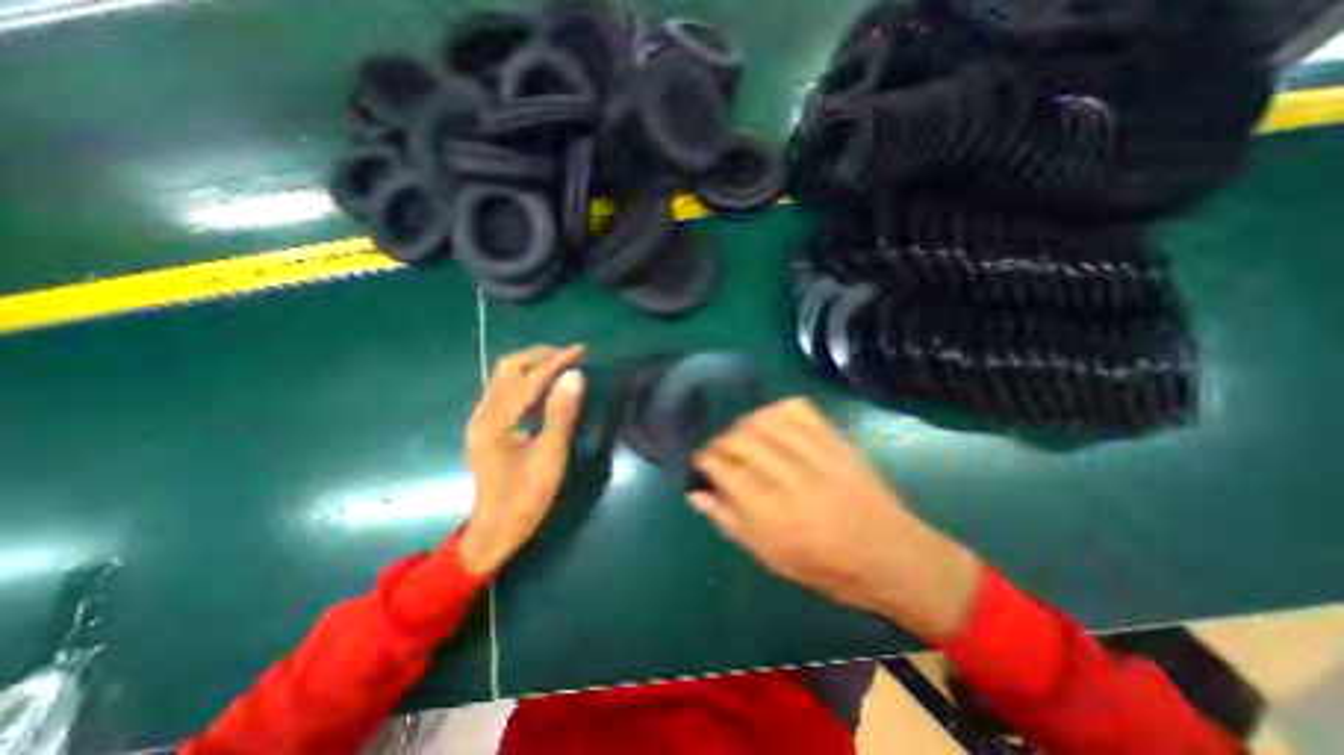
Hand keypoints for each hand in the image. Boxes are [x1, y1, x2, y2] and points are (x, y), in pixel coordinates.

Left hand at [459, 345, 585, 573]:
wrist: (495, 532)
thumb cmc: (524, 497)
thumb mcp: (549, 456)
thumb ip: (561, 414)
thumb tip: (575, 376)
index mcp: (494, 420)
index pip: (529, 378)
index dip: (557, 361)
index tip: (582, 350)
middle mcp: (483, 413)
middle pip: (508, 367)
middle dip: (540, 356)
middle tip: (571, 357)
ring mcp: (483, 419)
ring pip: (505, 377)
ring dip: (534, 366)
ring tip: (562, 366)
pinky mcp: (488, 427)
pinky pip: (507, 391)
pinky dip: (528, 382)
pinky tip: (547, 388)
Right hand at [688, 399, 982, 638]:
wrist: (892, 556)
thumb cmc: (826, 568)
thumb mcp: (771, 558)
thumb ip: (730, 522)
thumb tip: (696, 495)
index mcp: (772, 515)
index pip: (725, 470)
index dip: (706, 459)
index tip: (702, 460)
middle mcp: (791, 480)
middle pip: (742, 440)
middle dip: (722, 440)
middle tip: (720, 450)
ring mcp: (816, 456)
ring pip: (766, 421)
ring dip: (745, 423)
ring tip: (742, 435)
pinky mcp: (836, 442)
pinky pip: (800, 410)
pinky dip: (777, 409)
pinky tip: (771, 421)